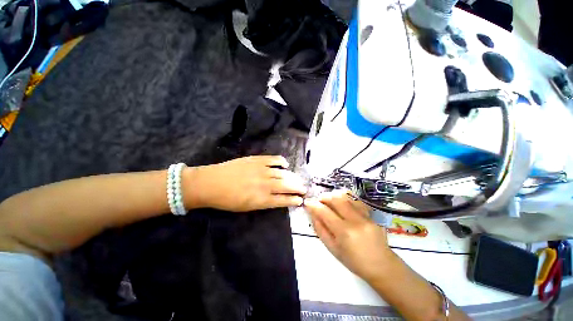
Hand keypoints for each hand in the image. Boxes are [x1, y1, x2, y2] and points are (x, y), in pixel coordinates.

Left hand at [186, 155, 306, 211]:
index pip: (284, 200)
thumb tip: (278, 198)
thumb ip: (264, 202)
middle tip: (303, 188)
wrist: (210, 183)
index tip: (301, 200)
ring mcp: (262, 170)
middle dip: (298, 188)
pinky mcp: (257, 160)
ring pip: (283, 173)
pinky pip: (274, 159)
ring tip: (298, 179)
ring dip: (293, 177)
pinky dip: (282, 161)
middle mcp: (265, 184)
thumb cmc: (227, 200)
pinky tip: (285, 164)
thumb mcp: (247, 207)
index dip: (294, 200)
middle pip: (287, 185)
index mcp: (262, 199)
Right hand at [304, 190, 393, 281]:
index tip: (307, 202)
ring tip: (329, 202)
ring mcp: (365, 215)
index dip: (314, 205)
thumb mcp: (333, 249)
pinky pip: (355, 201)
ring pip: (346, 197)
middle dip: (324, 197)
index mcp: (344, 232)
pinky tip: (342, 205)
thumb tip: (313, 214)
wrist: (382, 265)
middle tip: (319, 201)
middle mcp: (355, 220)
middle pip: (336, 198)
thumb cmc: (354, 261)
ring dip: (334, 196)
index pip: (325, 212)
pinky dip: (345, 199)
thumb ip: (321, 230)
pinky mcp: (371, 214)